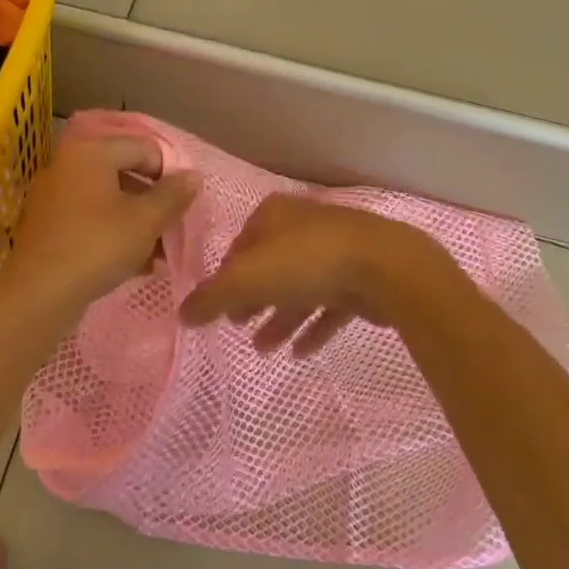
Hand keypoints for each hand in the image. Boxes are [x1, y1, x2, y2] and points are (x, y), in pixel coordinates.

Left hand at [2, 132, 198, 312]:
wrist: (39, 294)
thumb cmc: (98, 245)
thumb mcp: (146, 220)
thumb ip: (173, 194)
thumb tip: (193, 176)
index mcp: (91, 152)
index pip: (144, 148)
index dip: (170, 173)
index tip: (185, 203)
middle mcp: (68, 164)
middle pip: (125, 173)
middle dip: (154, 201)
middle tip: (173, 227)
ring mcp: (54, 196)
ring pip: (108, 200)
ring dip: (137, 221)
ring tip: (159, 252)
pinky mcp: (48, 225)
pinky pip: (90, 219)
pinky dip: (114, 233)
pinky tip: (135, 262)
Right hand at [180, 195, 461, 353]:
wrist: (386, 268)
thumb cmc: (307, 263)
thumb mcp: (247, 279)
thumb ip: (212, 298)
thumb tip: (182, 314)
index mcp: (275, 216)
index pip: (240, 245)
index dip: (225, 276)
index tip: (217, 306)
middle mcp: (304, 227)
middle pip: (270, 266)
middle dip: (253, 298)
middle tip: (238, 326)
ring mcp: (336, 251)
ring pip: (300, 288)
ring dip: (280, 318)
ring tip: (263, 349)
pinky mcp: (361, 277)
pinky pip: (330, 305)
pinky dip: (313, 326)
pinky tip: (301, 353)